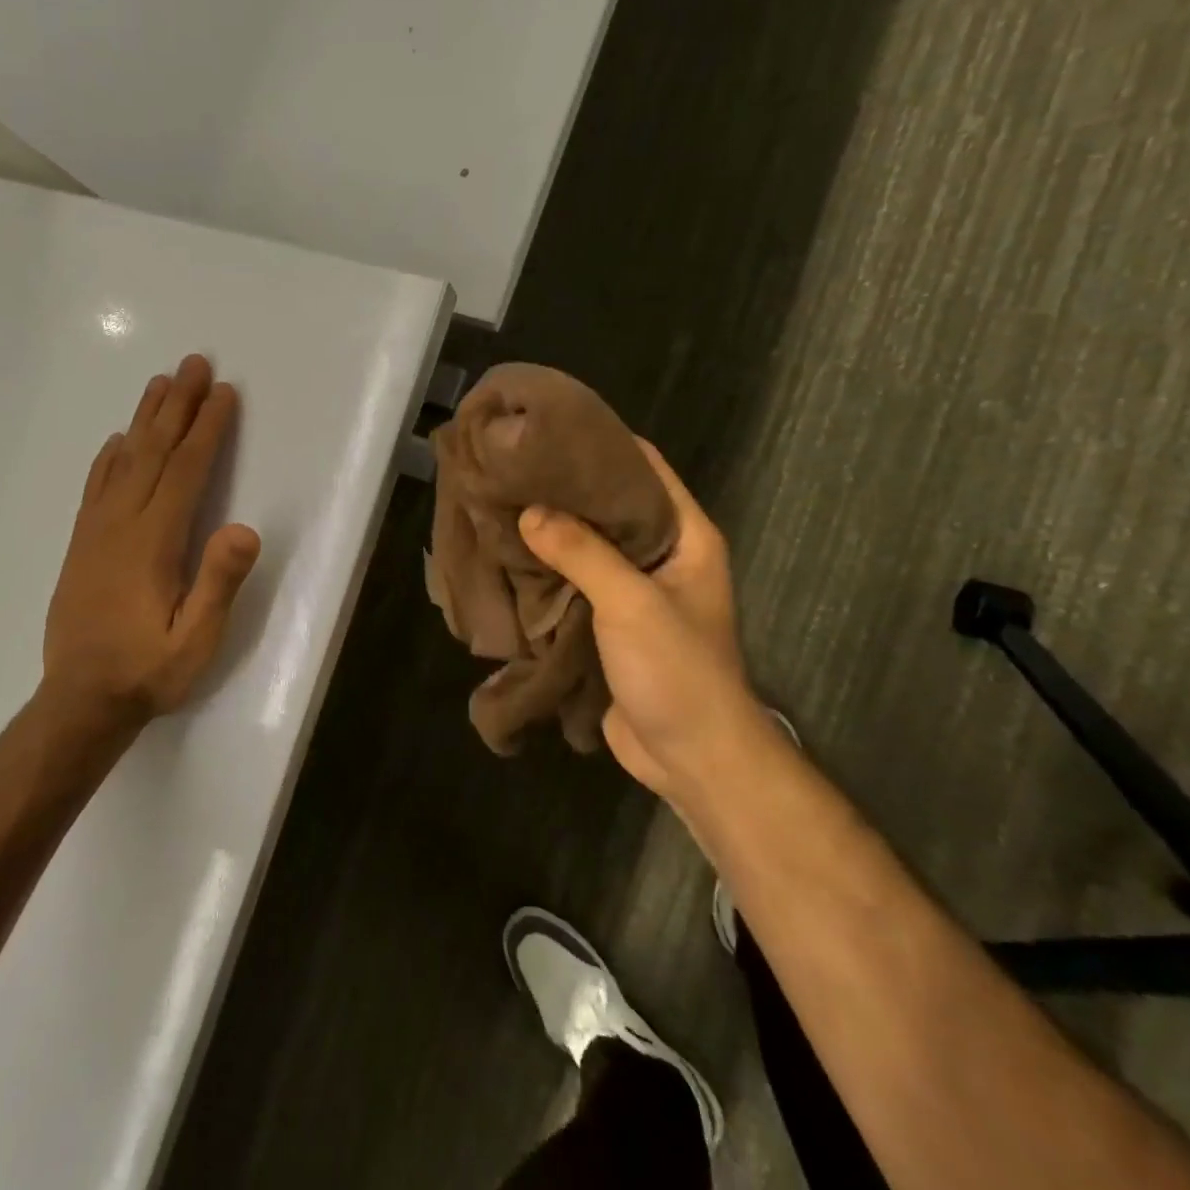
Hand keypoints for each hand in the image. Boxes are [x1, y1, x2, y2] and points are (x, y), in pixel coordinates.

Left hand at [43, 356, 261, 725]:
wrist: (80, 701)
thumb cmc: (148, 671)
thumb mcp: (196, 640)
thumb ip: (218, 583)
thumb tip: (242, 527)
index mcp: (153, 542)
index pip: (185, 471)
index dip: (207, 429)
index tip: (224, 393)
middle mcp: (121, 524)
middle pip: (153, 451)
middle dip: (177, 405)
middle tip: (193, 363)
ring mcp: (96, 532)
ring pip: (123, 461)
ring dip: (145, 419)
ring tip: (161, 383)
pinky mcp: (82, 545)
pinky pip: (96, 487)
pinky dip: (109, 457)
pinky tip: (118, 441)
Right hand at [518, 439, 763, 793]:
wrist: (692, 760)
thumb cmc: (678, 671)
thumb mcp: (633, 604)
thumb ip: (583, 553)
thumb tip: (528, 512)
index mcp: (684, 536)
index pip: (643, 468)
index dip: (600, 444)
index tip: (547, 429)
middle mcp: (658, 555)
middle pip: (607, 505)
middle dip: (561, 488)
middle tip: (508, 468)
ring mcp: (630, 590)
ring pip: (583, 544)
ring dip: (546, 530)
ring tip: (497, 504)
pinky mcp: (605, 621)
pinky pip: (571, 582)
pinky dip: (542, 569)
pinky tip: (504, 556)